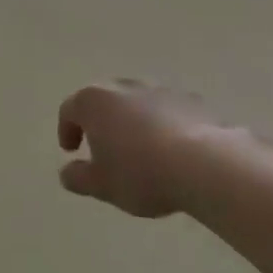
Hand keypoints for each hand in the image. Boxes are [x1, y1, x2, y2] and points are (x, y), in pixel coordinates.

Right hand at [57, 80, 258, 217]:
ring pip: (136, 103)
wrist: (205, 164)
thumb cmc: (141, 173)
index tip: (71, 151)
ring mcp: (159, 90)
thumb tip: (68, 172)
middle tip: (103, 147)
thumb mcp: (101, 185)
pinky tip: (171, 150)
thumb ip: (78, 177)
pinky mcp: (190, 100)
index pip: (69, 110)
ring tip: (140, 150)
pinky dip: (162, 125)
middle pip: (103, 100)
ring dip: (132, 121)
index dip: (66, 130)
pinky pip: (167, 111)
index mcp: (94, 101)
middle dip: (100, 122)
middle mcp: (123, 86)